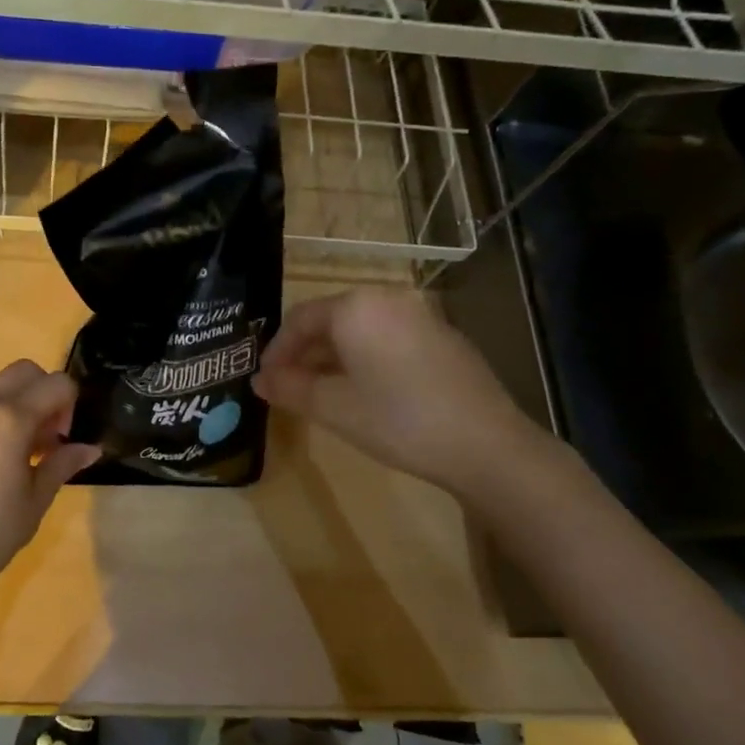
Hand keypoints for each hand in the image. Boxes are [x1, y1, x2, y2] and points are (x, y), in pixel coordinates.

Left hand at [0, 360, 100, 583]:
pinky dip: (2, 415)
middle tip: (51, 431)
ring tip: (30, 448)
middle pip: (24, 370)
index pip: (55, 384)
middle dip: (46, 390)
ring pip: (2, 386)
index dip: (70, 404)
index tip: (65, 437)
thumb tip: (91, 448)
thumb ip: (64, 462)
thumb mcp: (38, 496)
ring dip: (24, 402)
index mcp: (10, 420)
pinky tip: (6, 456)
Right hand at [253, 289, 556, 501]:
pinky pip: (389, 339)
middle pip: (331, 320)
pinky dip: (366, 359)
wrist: (486, 445)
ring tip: (321, 393)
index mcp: (356, 307)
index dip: (277, 350)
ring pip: (361, 331)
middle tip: (289, 387)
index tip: (265, 379)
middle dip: (304, 353)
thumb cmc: (397, 420)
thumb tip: (258, 380)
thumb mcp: (333, 407)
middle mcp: (388, 300)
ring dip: (333, 358)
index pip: (300, 318)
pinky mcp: (444, 338)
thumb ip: (289, 388)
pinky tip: (366, 393)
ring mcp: (421, 317)